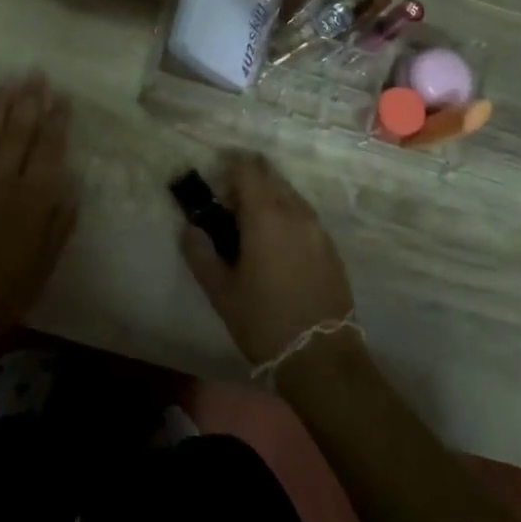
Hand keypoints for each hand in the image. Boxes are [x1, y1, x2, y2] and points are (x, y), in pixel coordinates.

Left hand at [0, 74, 77, 356]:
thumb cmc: (3, 296)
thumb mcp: (44, 266)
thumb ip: (58, 224)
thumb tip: (70, 187)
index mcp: (32, 202)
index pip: (49, 150)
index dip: (57, 121)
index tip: (63, 96)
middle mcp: (3, 183)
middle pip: (18, 133)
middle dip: (29, 101)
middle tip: (36, 73)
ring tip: (8, 82)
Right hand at [179, 150, 354, 365]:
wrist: (322, 357)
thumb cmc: (264, 321)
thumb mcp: (221, 291)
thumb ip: (200, 254)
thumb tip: (190, 228)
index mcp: (265, 215)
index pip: (247, 169)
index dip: (229, 164)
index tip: (214, 176)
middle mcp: (295, 212)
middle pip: (271, 175)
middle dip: (248, 179)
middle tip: (228, 201)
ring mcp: (317, 228)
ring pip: (289, 194)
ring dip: (268, 196)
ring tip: (250, 223)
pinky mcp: (330, 247)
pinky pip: (304, 214)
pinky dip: (286, 214)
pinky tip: (276, 242)